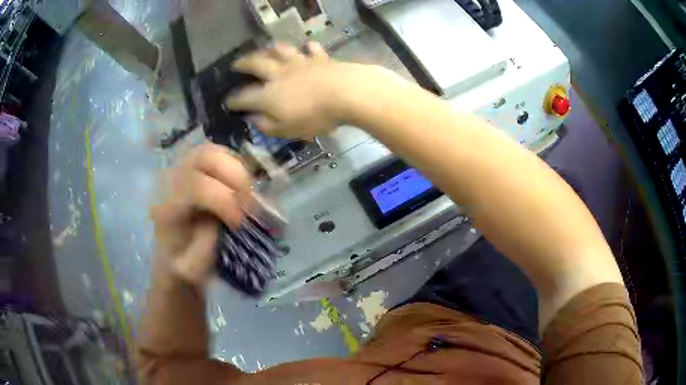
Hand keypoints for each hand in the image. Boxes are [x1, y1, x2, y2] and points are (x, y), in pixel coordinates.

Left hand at [150, 143, 251, 286]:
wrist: (171, 259)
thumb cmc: (182, 267)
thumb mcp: (194, 269)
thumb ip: (207, 245)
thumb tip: (224, 218)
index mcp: (166, 207)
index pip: (195, 186)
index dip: (223, 199)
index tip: (240, 223)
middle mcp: (171, 181)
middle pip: (205, 157)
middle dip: (235, 177)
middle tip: (249, 203)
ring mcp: (181, 170)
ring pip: (213, 150)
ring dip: (238, 170)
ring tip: (247, 195)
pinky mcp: (192, 168)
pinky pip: (217, 154)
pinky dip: (235, 166)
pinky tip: (240, 188)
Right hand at [225, 41, 354, 138]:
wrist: (346, 93)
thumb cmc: (315, 116)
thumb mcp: (287, 130)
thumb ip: (268, 126)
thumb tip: (254, 120)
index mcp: (269, 95)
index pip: (245, 97)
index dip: (234, 100)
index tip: (227, 102)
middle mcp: (279, 74)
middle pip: (257, 64)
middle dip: (243, 64)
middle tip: (236, 63)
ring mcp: (300, 63)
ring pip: (280, 51)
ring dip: (271, 49)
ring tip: (265, 48)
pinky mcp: (319, 59)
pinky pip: (311, 50)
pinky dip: (308, 47)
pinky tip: (307, 46)